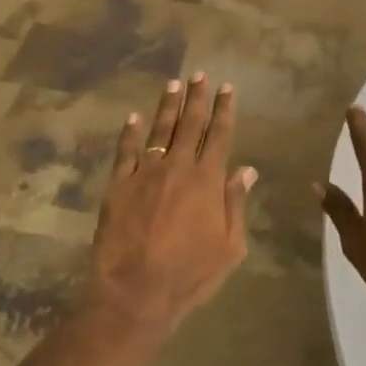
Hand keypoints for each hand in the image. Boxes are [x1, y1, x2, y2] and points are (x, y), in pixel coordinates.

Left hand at [89, 72, 257, 327]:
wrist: (135, 290)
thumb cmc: (190, 274)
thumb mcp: (230, 247)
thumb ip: (236, 204)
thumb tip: (247, 170)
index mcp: (207, 180)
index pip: (219, 135)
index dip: (224, 110)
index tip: (227, 88)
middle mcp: (177, 167)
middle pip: (188, 124)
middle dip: (196, 97)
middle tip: (199, 75)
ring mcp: (144, 173)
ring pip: (158, 131)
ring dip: (167, 107)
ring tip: (172, 85)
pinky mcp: (118, 184)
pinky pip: (125, 151)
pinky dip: (129, 132)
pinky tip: (132, 118)